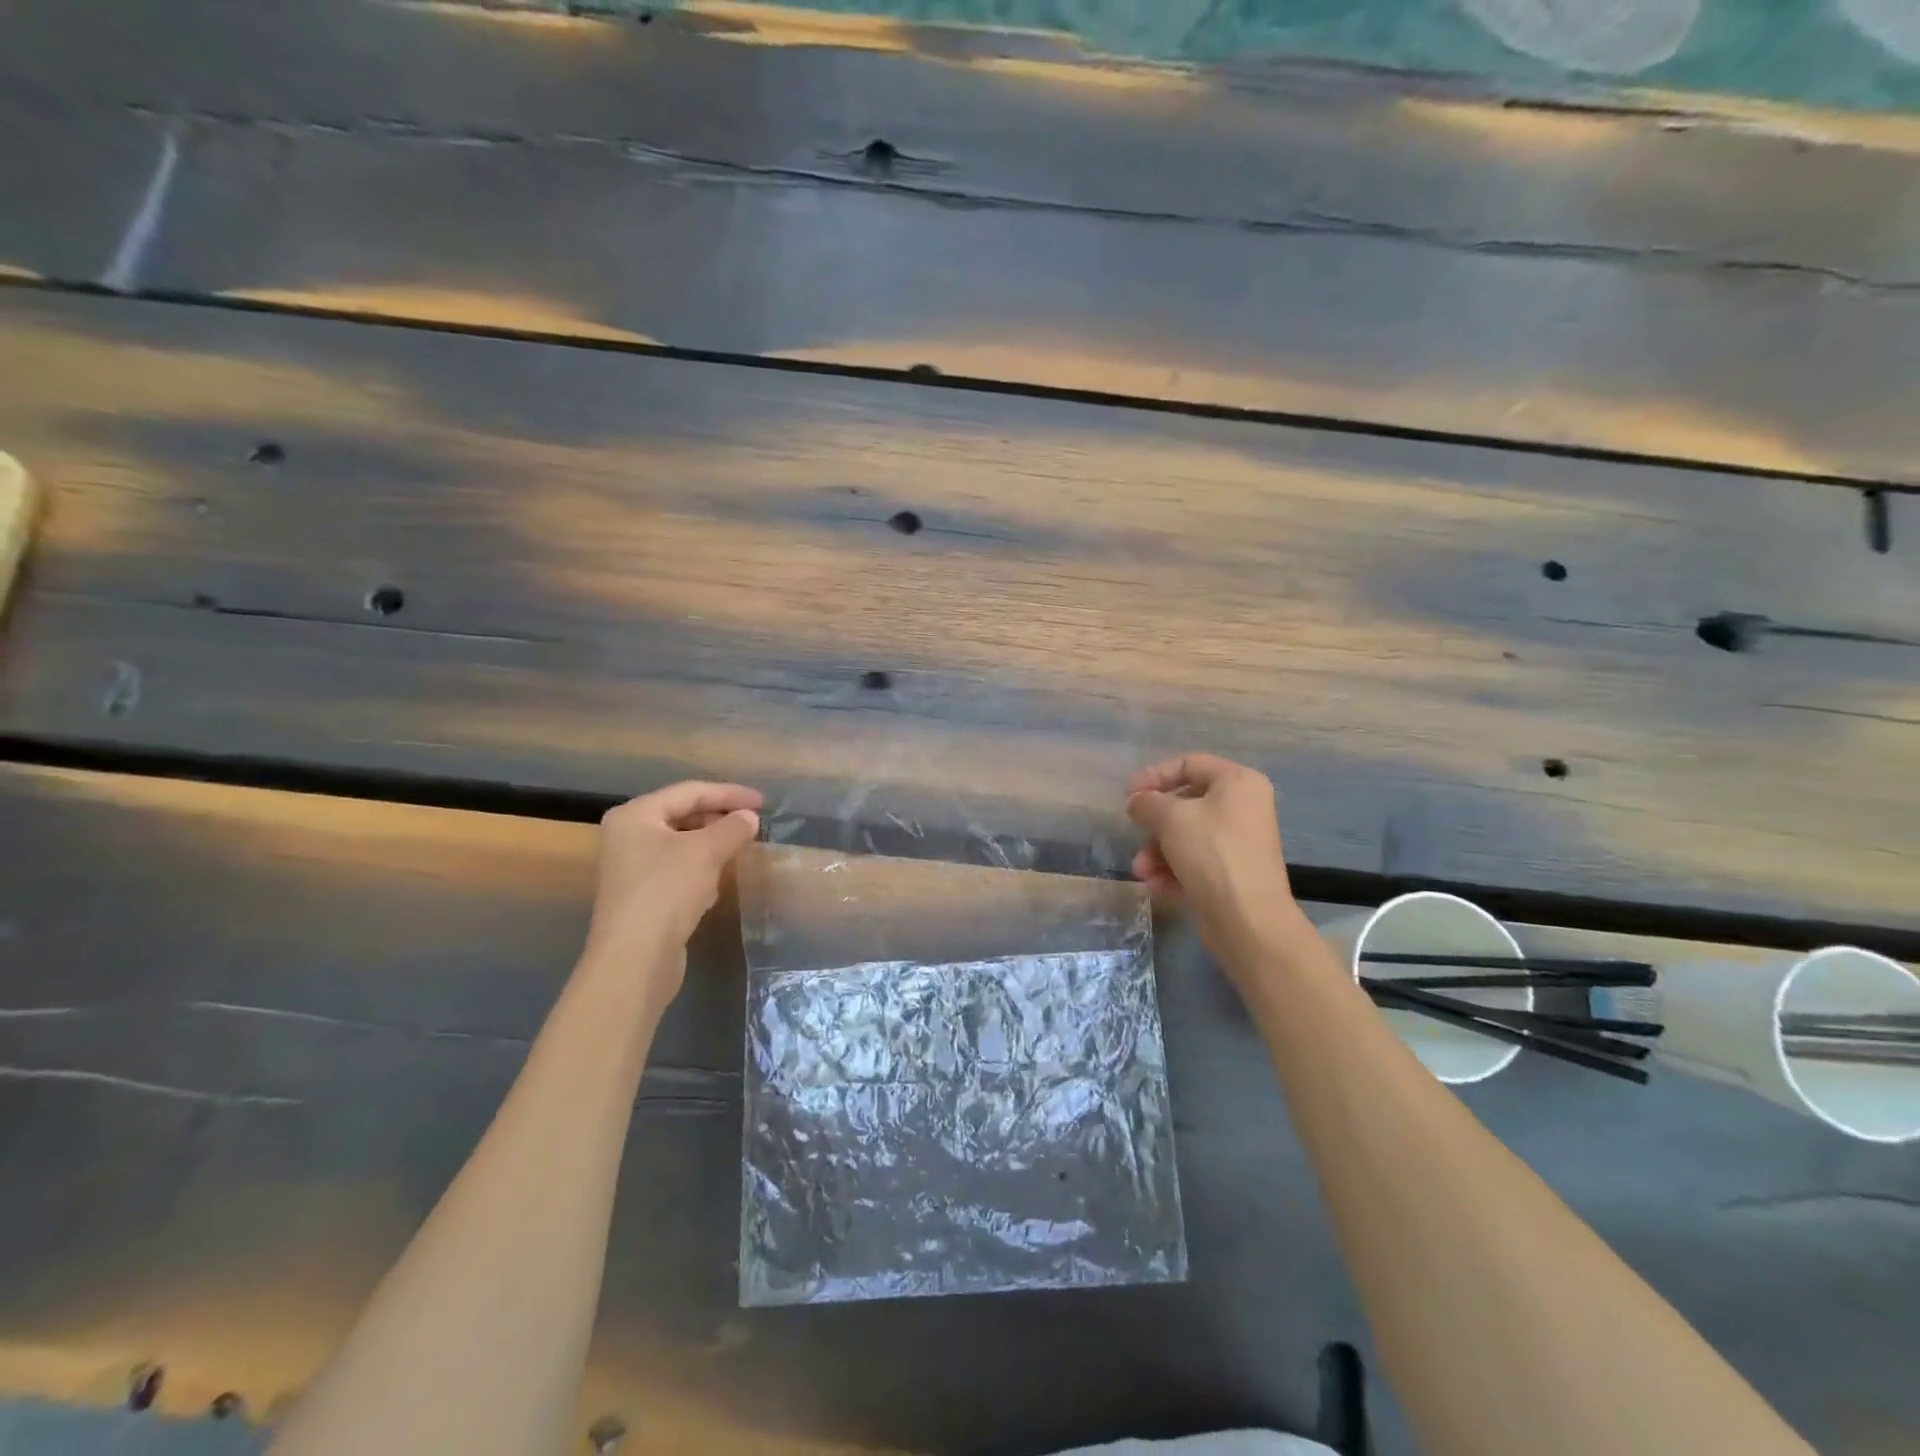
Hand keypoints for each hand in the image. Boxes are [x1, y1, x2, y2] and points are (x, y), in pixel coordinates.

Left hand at [580, 780, 763, 1007]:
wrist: (635, 958)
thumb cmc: (667, 890)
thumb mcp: (706, 851)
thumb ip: (732, 828)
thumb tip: (749, 818)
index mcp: (636, 815)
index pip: (690, 792)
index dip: (729, 794)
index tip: (763, 802)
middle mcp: (627, 836)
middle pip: (682, 816)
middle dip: (719, 818)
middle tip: (753, 823)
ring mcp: (632, 869)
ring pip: (681, 845)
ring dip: (711, 844)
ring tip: (740, 848)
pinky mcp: (642, 897)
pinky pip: (677, 871)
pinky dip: (700, 870)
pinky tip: (716, 884)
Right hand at [1127, 753, 1299, 961]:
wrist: (1247, 919)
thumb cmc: (1212, 853)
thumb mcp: (1171, 818)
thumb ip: (1147, 802)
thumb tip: (1137, 802)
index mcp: (1238, 782)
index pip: (1188, 764)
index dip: (1154, 776)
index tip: (1128, 795)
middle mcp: (1244, 807)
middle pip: (1186, 804)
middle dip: (1154, 824)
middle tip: (1135, 835)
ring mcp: (1239, 842)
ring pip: (1187, 836)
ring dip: (1158, 852)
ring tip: (1142, 871)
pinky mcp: (1233, 873)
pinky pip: (1196, 861)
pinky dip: (1173, 871)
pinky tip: (1157, 886)